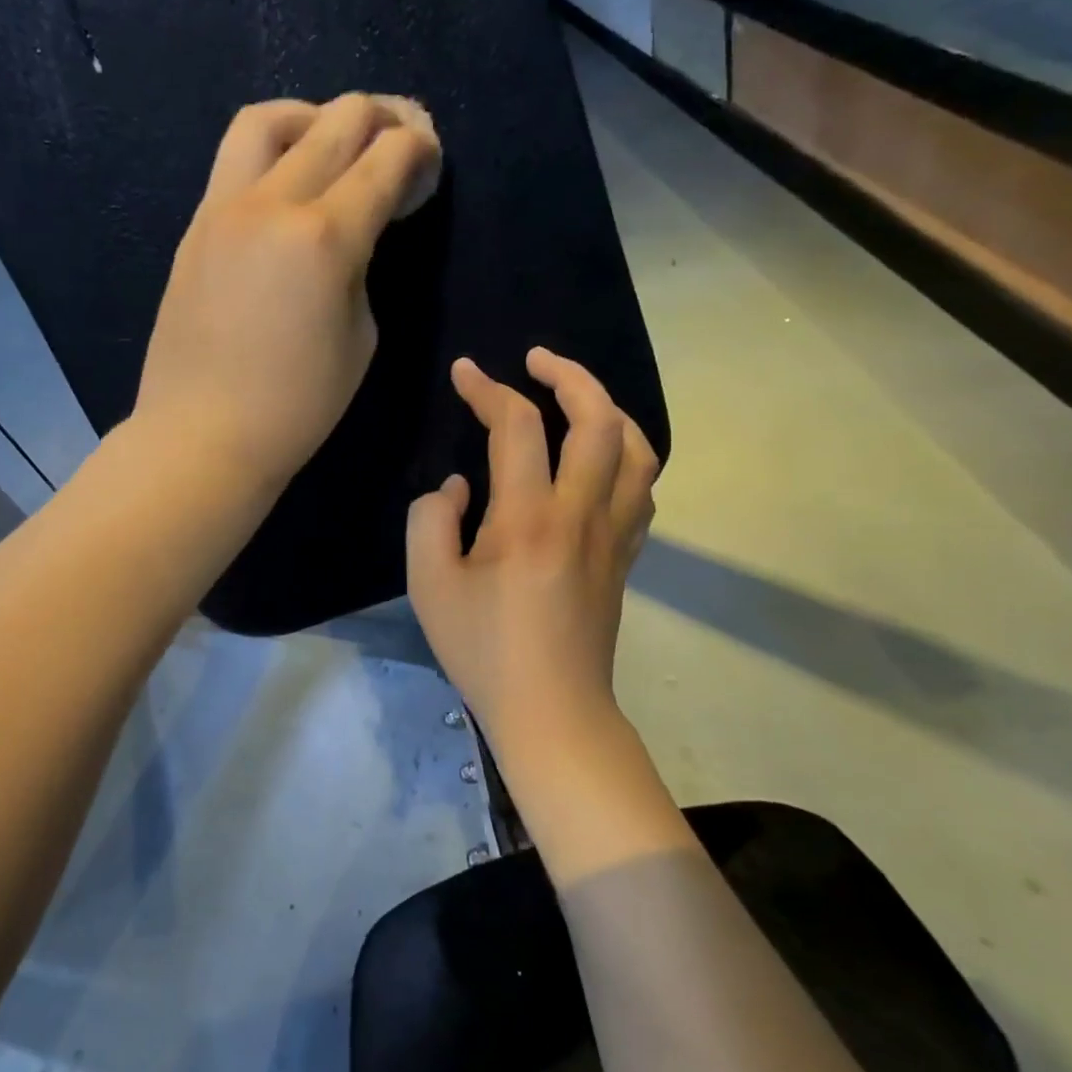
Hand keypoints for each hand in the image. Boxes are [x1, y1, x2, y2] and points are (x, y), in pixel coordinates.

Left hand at [133, 93, 442, 494]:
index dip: (419, 149)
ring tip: (336, 140)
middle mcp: (272, 203)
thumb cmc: (297, 405)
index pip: (385, 159)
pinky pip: (235, 159)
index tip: (430, 159)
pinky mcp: (196, 225)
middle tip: (401, 137)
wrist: (202, 434)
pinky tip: (290, 179)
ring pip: (270, 119)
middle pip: (336, 120)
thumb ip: (361, 266)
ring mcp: (224, 208)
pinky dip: (274, 149)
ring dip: (315, 115)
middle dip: (382, 117)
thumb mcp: (359, 336)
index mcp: (324, 237)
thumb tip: (353, 230)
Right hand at [407, 350, 658, 749]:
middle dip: (570, 375)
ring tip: (577, 398)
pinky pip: (641, 488)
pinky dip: (626, 454)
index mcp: (528, 518)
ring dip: (609, 410)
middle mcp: (581, 514)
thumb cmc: (484, 650)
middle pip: (599, 420)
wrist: (552, 711)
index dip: (487, 389)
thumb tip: (459, 486)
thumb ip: (431, 520)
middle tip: (537, 360)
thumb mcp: (429, 585)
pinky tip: (600, 458)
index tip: (464, 372)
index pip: (516, 427)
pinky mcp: (625, 556)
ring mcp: (613, 534)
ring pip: (637, 450)